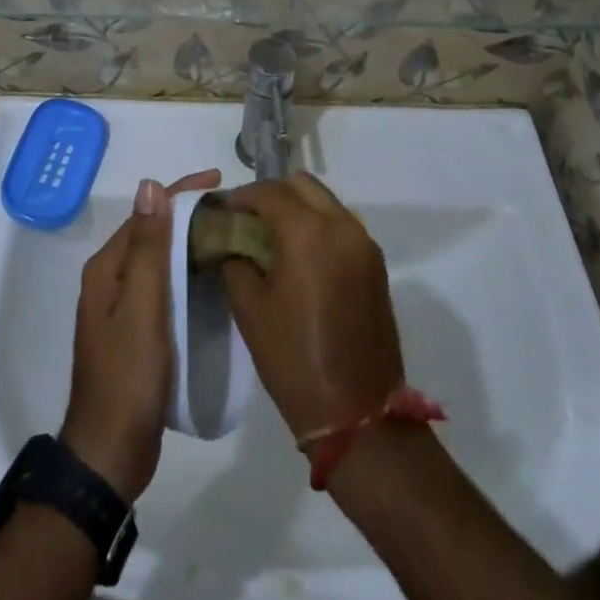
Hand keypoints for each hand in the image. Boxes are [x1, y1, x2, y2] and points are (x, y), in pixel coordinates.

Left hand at [61, 169, 220, 499]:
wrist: (110, 454)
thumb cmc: (128, 375)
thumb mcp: (142, 306)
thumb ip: (148, 247)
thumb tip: (149, 185)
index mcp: (108, 268)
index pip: (148, 214)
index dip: (181, 193)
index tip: (220, 181)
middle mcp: (111, 280)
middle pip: (154, 234)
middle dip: (189, 215)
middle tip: (233, 209)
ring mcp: (123, 308)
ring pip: (161, 261)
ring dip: (190, 244)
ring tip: (229, 236)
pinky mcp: (137, 332)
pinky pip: (165, 288)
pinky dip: (187, 274)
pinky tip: (212, 279)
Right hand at [219, 172, 404, 441]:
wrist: (358, 414)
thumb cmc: (293, 359)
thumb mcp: (249, 308)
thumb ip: (236, 260)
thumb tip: (232, 240)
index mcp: (307, 231)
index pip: (268, 191)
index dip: (241, 197)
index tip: (223, 212)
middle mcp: (341, 224)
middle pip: (301, 184)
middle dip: (272, 194)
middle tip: (249, 221)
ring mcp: (363, 242)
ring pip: (324, 201)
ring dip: (297, 207)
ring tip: (273, 238)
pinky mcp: (376, 263)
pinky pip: (341, 224)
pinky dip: (318, 225)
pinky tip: (301, 256)